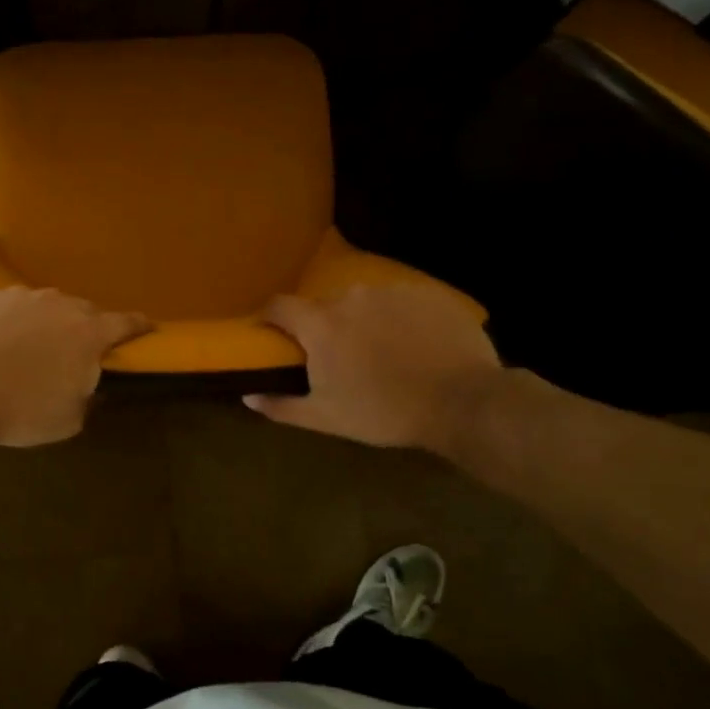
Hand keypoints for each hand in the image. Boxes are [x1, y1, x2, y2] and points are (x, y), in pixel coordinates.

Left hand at [0, 287, 149, 447]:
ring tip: (32, 348)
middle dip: (87, 329)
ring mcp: (23, 296)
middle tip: (77, 353)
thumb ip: (89, 396)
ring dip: (48, 322)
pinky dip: (14, 320)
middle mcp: (60, 304)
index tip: (148, 329)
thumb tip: (89, 385)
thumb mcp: (70, 419)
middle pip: (85, 312)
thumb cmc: (21, 412)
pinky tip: (0, 342)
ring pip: (47, 306)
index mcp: (89, 332)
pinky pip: (13, 306)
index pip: (126, 323)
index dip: (140, 327)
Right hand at [244, 282, 500, 450]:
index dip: (270, 317)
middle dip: (323, 326)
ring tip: (381, 352)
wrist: (462, 401)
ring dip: (362, 321)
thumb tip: (247, 396)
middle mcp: (351, 297)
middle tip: (337, 357)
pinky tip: (414, 346)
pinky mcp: (427, 293)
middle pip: (324, 305)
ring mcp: (392, 291)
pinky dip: (398, 319)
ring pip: (364, 302)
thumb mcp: (326, 417)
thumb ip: (282, 406)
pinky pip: (400, 302)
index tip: (272, 332)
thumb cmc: (383, 412)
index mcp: (321, 324)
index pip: (280, 305)